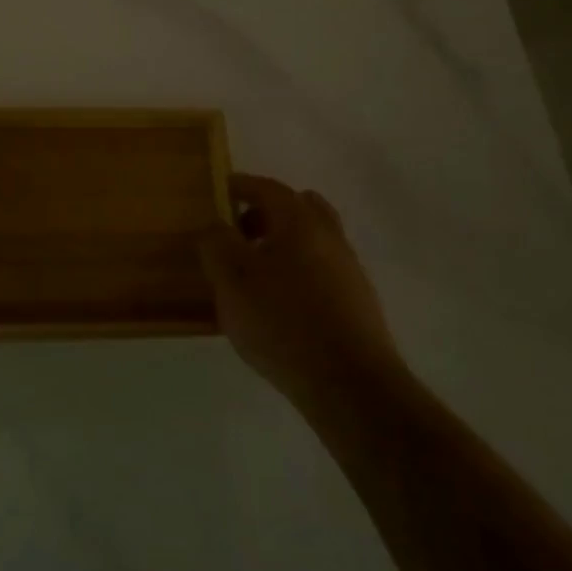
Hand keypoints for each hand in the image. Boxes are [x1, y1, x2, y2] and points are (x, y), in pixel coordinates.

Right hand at [200, 174, 404, 418]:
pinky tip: (276, 305)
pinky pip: (319, 273)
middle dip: (265, 214)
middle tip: (237, 232)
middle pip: (298, 209)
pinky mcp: (356, 304)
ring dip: (282, 246)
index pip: (267, 188)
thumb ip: (216, 242)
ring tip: (251, 274)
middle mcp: (330, 237)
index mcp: (299, 221)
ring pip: (311, 242)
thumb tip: (215, 225)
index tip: (218, 192)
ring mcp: (348, 271)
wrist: (349, 384)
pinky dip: (296, 274)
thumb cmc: (281, 320)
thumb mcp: (231, 277)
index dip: (239, 186)